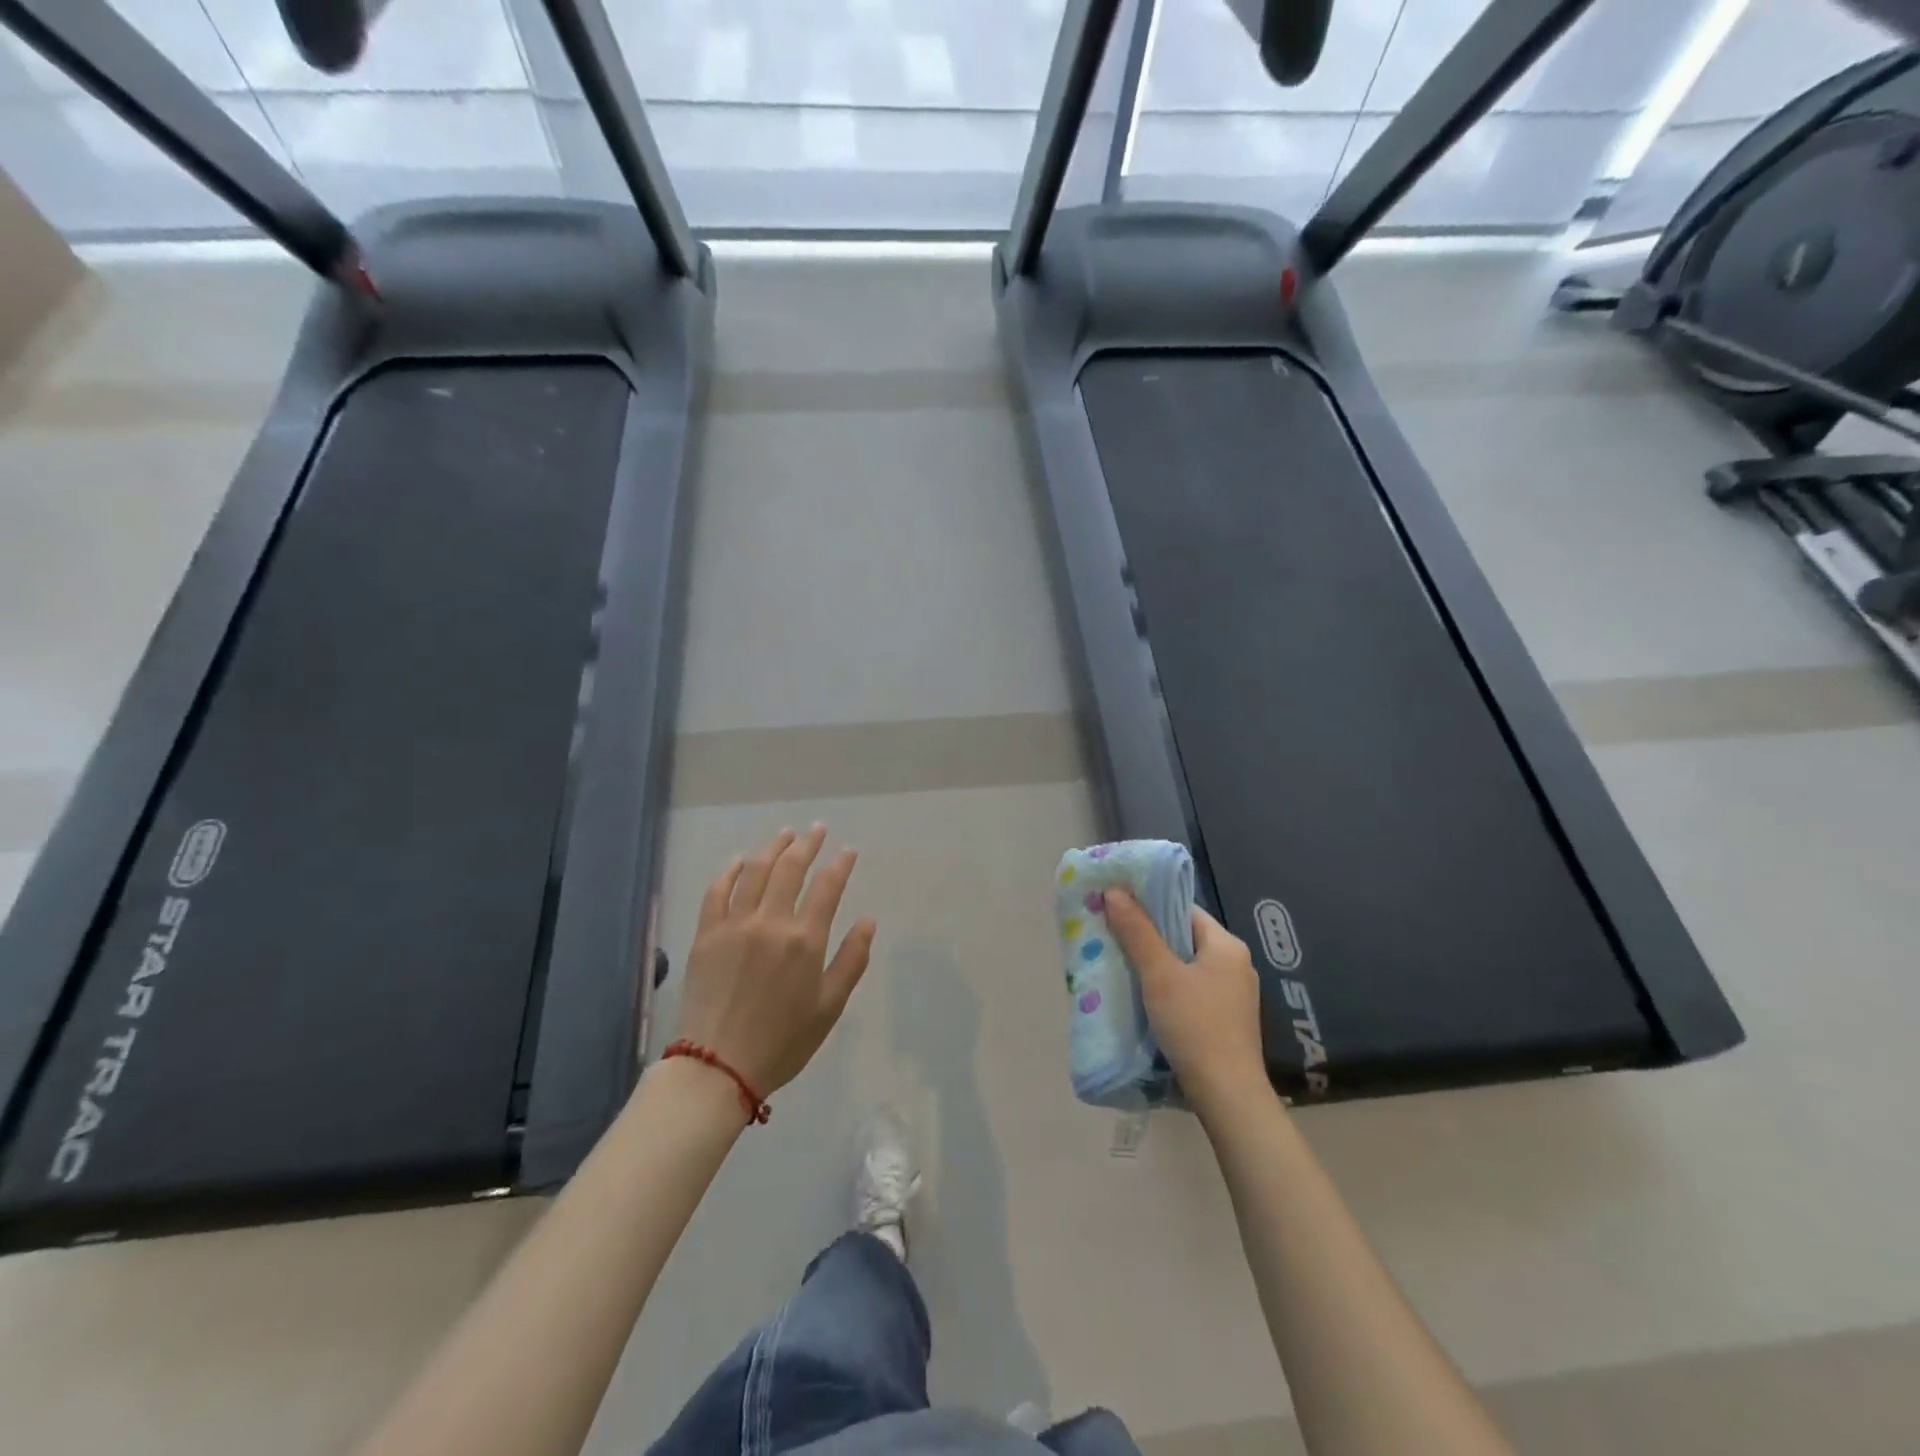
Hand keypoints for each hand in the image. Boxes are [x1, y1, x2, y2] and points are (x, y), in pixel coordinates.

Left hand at [675, 825, 876, 1099]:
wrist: (718, 1066)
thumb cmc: (783, 1041)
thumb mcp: (830, 1006)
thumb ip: (851, 960)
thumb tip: (868, 920)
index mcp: (805, 940)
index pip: (827, 887)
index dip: (840, 864)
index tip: (849, 851)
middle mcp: (770, 922)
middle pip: (791, 869)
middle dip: (808, 844)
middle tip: (817, 829)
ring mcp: (734, 924)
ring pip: (755, 871)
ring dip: (773, 848)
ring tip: (786, 835)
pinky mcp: (706, 934)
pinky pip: (717, 891)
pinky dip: (730, 871)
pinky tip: (740, 860)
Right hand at [1105, 891, 1265, 1112]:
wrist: (1227, 1096)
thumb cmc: (1195, 1026)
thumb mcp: (1159, 975)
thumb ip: (1137, 931)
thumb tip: (1114, 890)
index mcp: (1227, 945)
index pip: (1183, 909)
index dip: (1150, 905)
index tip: (1117, 907)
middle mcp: (1235, 964)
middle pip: (1184, 937)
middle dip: (1148, 936)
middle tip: (1111, 934)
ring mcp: (1233, 994)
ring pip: (1185, 965)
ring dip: (1155, 963)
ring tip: (1120, 963)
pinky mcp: (1225, 1020)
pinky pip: (1191, 989)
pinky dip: (1167, 987)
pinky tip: (1143, 996)